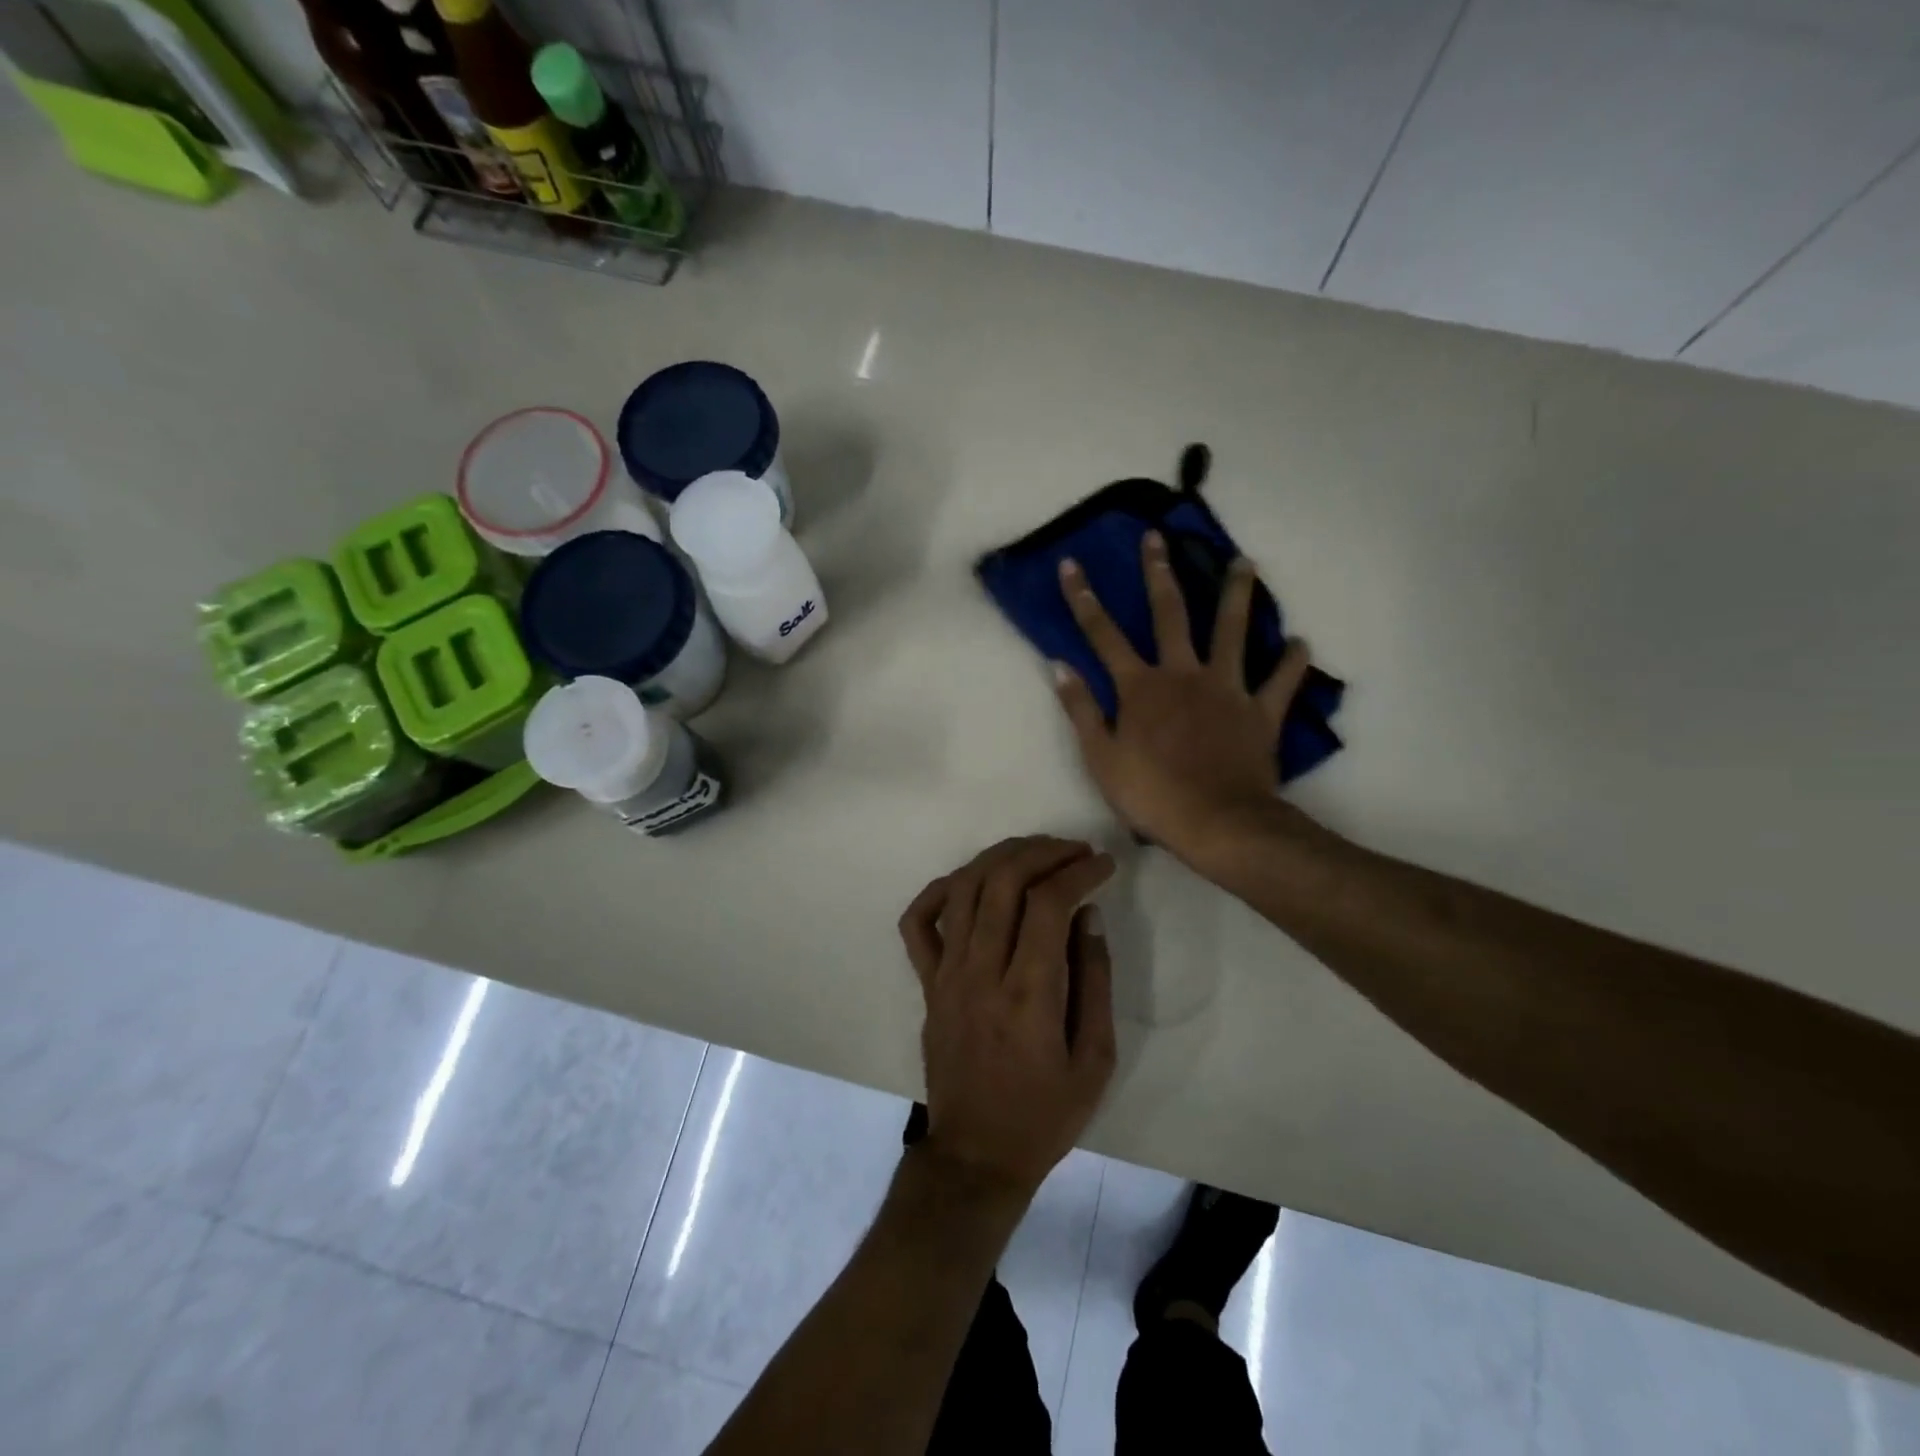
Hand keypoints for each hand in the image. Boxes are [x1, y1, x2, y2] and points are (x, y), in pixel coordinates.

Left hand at [898, 836, 1116, 1198]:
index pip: (1048, 904)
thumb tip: (1087, 914)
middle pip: (1003, 882)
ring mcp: (946, 974)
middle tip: (1073, 849)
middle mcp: (981, 972)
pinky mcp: (926, 983)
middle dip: (1042, 852)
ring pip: (964, 889)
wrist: (976, 1155)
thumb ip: (1095, 981)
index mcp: (1028, 995)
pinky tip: (971, 881)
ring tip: (1033, 852)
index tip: (1103, 864)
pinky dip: (940, 890)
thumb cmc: (1045, 1114)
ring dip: (1000, 858)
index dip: (1078, 871)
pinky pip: (919, 922)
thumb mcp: (1095, 1060)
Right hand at [1053, 531, 1312, 864]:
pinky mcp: (1260, 711)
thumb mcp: (1100, 757)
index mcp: (1140, 687)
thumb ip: (1081, 709)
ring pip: (1233, 631)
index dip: (1084, 599)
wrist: (1217, 822)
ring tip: (1245, 563)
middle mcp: (1183, 674)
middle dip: (1159, 573)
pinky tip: (1300, 642)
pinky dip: (1292, 661)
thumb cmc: (1151, 794)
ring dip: (1237, 595)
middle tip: (1157, 538)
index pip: (1103, 635)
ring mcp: (1226, 689)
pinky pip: (1281, 680)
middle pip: (1170, 614)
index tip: (1072, 564)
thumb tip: (1059, 666)